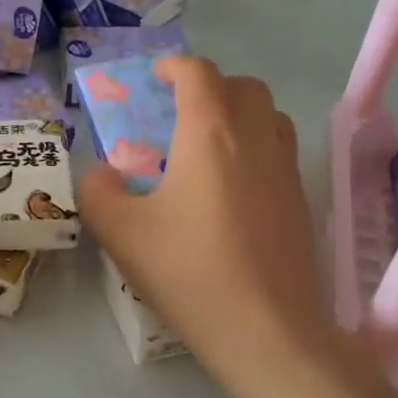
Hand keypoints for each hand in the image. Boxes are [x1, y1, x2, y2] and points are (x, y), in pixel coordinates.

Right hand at [78, 57, 340, 397]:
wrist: (266, 331)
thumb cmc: (189, 271)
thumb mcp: (120, 232)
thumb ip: (98, 190)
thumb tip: (102, 174)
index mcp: (210, 133)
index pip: (198, 74)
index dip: (173, 67)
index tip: (154, 78)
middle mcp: (254, 138)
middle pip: (242, 86)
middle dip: (209, 86)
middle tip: (178, 112)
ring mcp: (285, 168)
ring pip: (268, 114)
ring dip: (238, 112)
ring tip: (207, 145)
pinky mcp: (300, 200)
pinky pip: (279, 148)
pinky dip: (255, 144)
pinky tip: (230, 186)